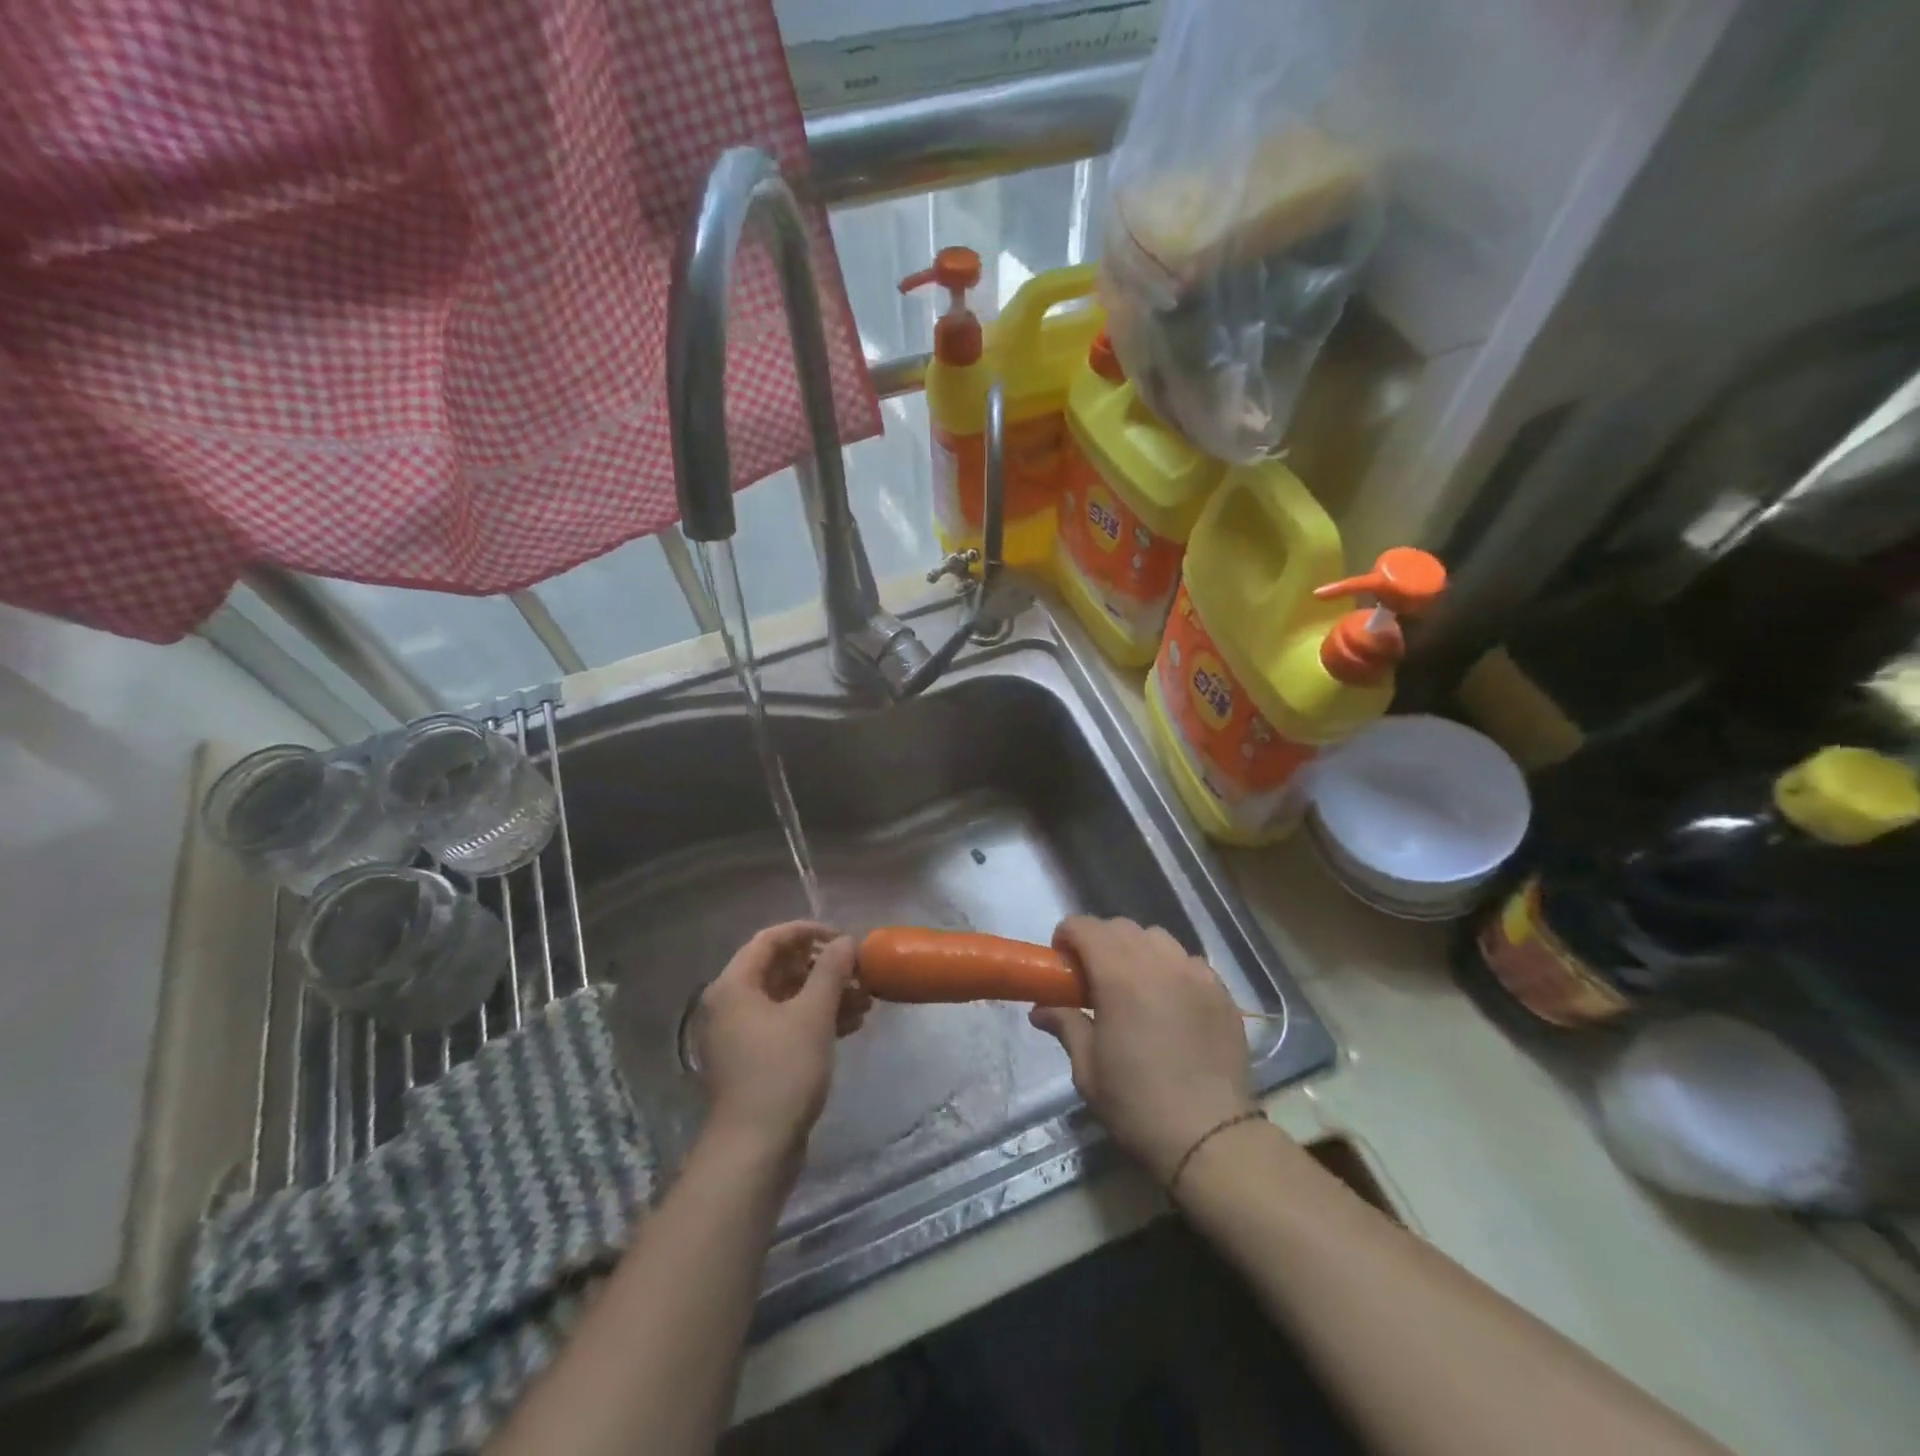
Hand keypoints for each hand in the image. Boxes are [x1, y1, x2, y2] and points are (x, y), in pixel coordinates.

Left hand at [695, 922, 869, 1163]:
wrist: (755, 1149)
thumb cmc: (782, 1071)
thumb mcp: (813, 1015)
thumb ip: (831, 971)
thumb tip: (845, 941)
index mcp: (735, 985)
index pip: (771, 939)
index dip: (809, 932)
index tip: (843, 938)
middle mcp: (732, 1004)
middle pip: (781, 968)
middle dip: (824, 967)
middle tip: (859, 972)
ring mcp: (742, 1034)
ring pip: (788, 998)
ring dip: (827, 994)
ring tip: (866, 1000)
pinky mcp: (756, 1059)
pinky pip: (788, 1023)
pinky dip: (817, 1019)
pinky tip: (852, 1024)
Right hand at [1029, 916, 1253, 1183]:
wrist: (1210, 1137)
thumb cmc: (1137, 1104)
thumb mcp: (1088, 1070)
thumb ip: (1066, 1026)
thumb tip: (1041, 1009)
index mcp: (1119, 976)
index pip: (1086, 927)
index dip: (1067, 937)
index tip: (1062, 962)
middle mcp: (1159, 963)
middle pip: (1122, 927)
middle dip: (1100, 941)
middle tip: (1093, 976)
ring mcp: (1196, 974)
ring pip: (1158, 939)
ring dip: (1137, 950)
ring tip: (1134, 985)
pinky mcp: (1222, 992)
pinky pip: (1189, 962)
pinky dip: (1171, 969)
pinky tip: (1170, 1001)